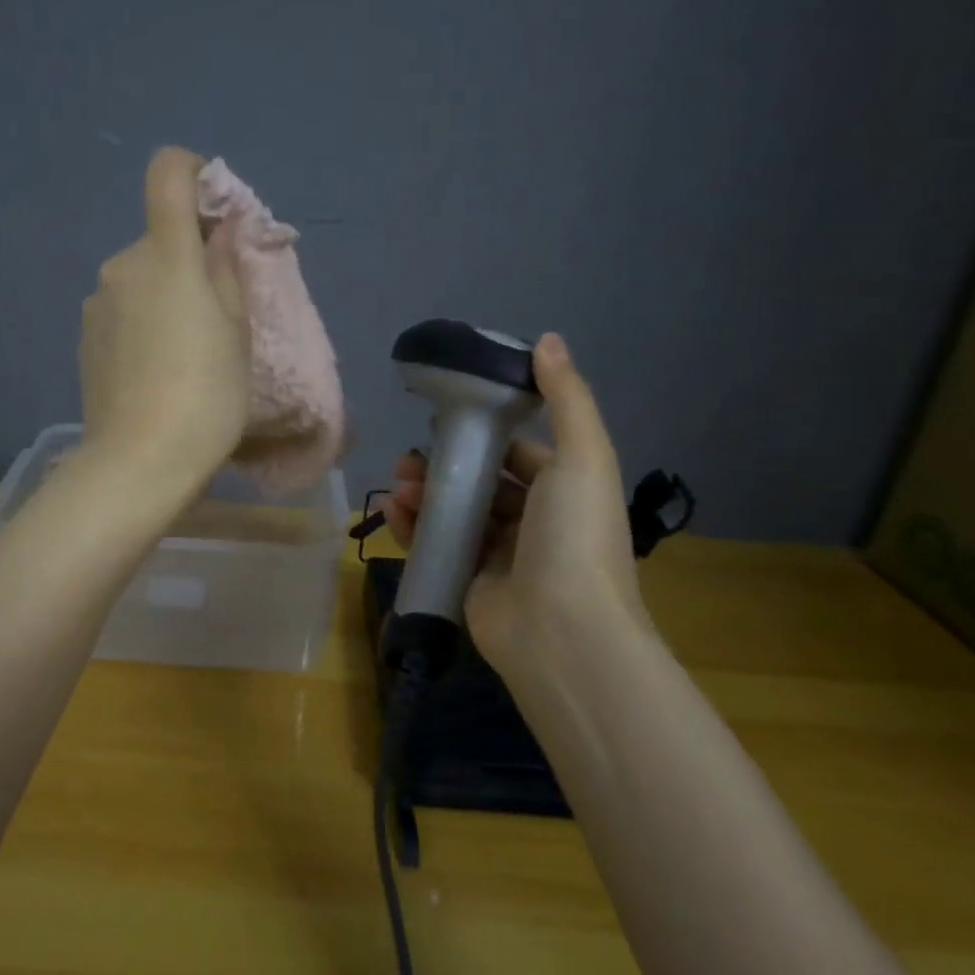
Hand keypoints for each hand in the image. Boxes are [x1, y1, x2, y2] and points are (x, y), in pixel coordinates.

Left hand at [78, 148, 251, 501]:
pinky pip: (122, 310)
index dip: (194, 173)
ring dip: (165, 295)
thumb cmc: (206, 394)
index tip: (217, 212)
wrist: (139, 462)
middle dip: (190, 261)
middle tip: (217, 316)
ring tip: (185, 354)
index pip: (167, 173)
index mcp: (165, 255)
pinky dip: (142, 322)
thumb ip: (227, 269)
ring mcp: (96, 303)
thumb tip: (220, 231)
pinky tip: (154, 371)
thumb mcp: (237, 331)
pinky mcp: (84, 337)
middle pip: (160, 239)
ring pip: (141, 279)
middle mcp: (121, 266)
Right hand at [379, 334, 648, 683]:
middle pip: (481, 483)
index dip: (486, 435)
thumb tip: (549, 339)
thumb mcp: (581, 458)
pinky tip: (392, 508)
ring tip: (397, 481)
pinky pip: (438, 546)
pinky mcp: (469, 584)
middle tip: (409, 458)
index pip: (520, 454)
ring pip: (455, 513)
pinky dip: (413, 527)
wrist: (564, 635)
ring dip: (424, 493)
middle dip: (444, 465)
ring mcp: (500, 557)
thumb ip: (567, 398)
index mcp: (564, 491)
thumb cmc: (574, 537)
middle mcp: (534, 522)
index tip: (447, 420)